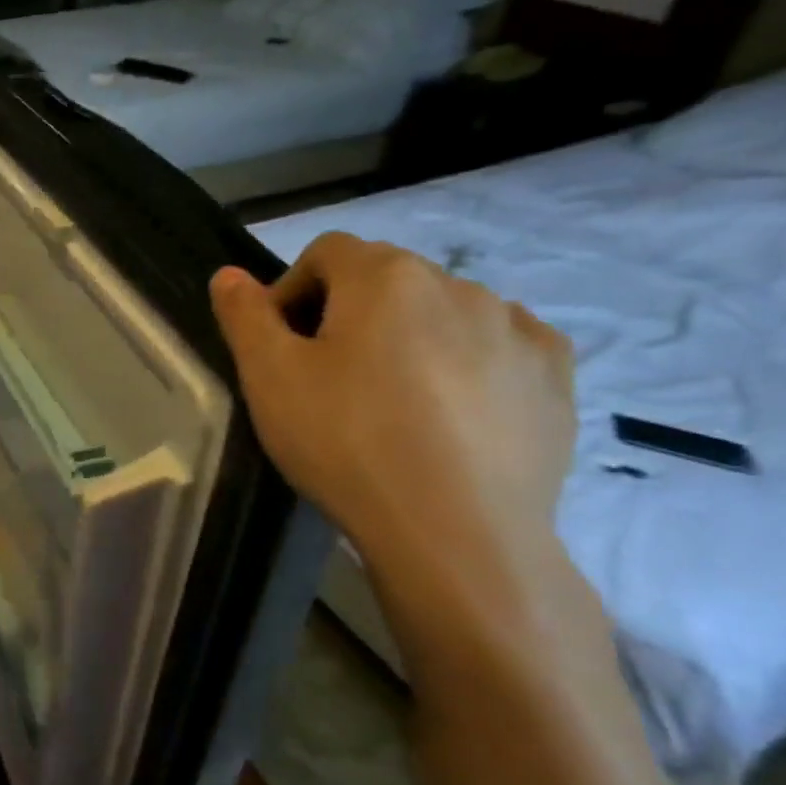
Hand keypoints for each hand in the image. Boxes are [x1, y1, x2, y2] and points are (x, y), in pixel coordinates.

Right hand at [211, 232, 575, 576]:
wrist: (455, 531)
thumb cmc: (345, 441)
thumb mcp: (268, 377)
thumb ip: (244, 315)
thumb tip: (229, 273)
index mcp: (384, 276)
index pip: (326, 253)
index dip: (292, 291)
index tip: (282, 347)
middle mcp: (457, 283)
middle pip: (385, 280)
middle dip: (349, 314)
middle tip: (329, 380)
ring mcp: (515, 327)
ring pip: (444, 313)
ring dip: (411, 337)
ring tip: (395, 403)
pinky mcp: (556, 375)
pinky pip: (501, 346)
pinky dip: (472, 361)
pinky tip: (455, 411)